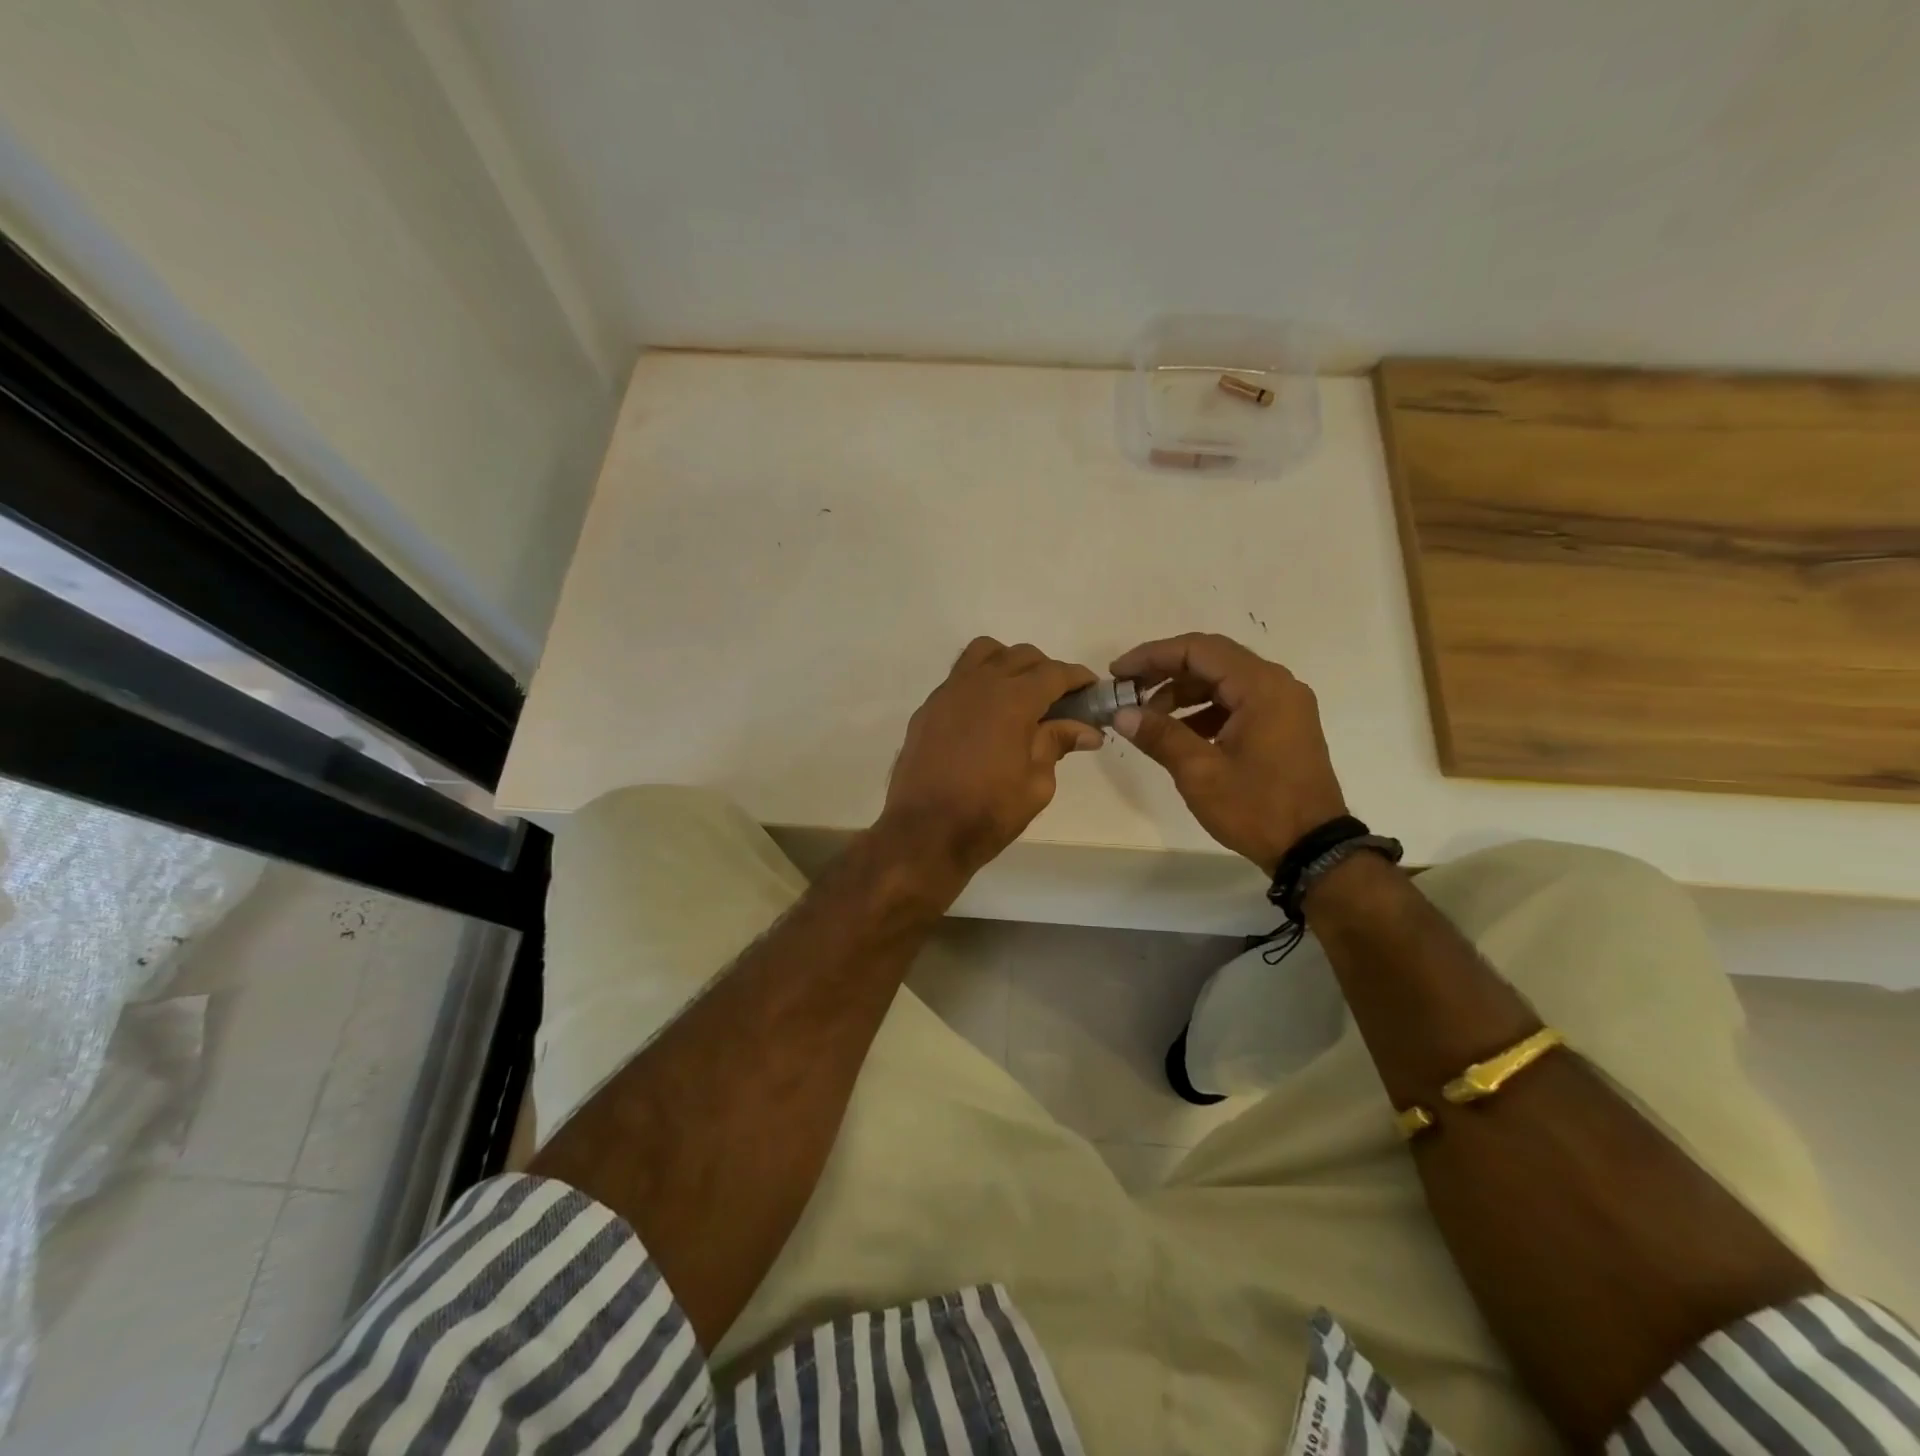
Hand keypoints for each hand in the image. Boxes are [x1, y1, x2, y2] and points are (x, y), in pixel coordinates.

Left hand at [879, 637, 1102, 879]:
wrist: (924, 832)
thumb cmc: (988, 811)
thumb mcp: (1037, 783)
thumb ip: (1058, 744)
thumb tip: (1086, 730)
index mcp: (1013, 699)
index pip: (1054, 672)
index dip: (1077, 678)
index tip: (1091, 690)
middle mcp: (980, 683)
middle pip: (1020, 656)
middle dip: (1046, 670)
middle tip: (1059, 700)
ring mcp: (948, 692)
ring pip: (984, 653)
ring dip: (1008, 664)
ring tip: (1018, 695)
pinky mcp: (928, 708)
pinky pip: (959, 677)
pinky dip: (979, 683)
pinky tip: (985, 716)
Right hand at [1110, 633, 1346, 875]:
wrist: (1312, 849)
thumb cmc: (1256, 807)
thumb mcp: (1200, 772)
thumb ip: (1160, 735)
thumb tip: (1122, 713)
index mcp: (1261, 686)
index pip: (1198, 650)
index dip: (1152, 656)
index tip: (1118, 673)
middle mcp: (1277, 684)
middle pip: (1212, 659)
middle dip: (1165, 671)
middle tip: (1128, 690)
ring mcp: (1284, 704)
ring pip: (1224, 680)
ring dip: (1183, 692)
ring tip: (1148, 717)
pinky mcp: (1283, 725)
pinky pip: (1237, 702)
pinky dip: (1205, 709)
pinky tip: (1179, 733)